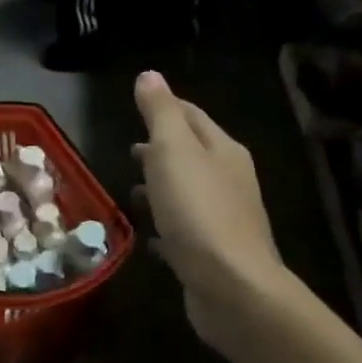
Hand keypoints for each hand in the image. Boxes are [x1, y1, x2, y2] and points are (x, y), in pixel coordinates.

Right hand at [131, 71, 284, 351]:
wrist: (231, 287)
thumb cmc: (198, 210)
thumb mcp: (173, 151)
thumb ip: (160, 113)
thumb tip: (150, 75)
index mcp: (223, 150)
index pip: (193, 116)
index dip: (166, 107)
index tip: (138, 105)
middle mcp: (229, 180)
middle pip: (192, 154)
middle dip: (161, 149)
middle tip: (129, 150)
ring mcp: (224, 219)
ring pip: (188, 193)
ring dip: (162, 187)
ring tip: (131, 190)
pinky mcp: (214, 254)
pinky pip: (184, 230)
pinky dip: (166, 225)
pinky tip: (148, 235)